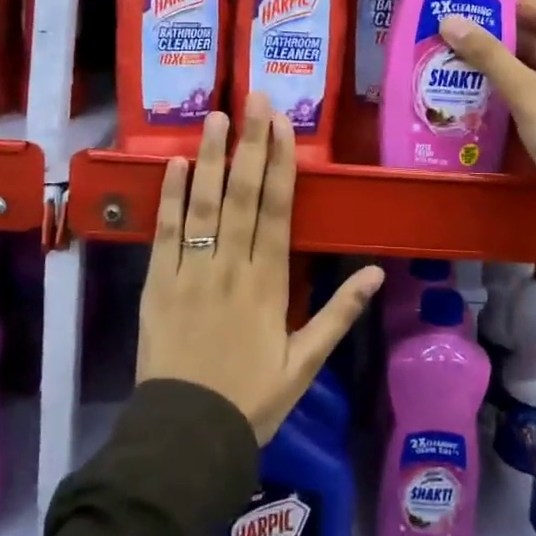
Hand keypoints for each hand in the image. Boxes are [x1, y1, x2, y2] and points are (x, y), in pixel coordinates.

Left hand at [136, 92, 383, 443]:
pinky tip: (175, 165)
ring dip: (212, 158)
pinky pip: (165, 235)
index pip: (278, 211)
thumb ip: (339, 314)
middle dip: (251, 144)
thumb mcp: (305, 363)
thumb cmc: (252, 399)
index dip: (281, 164)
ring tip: (217, 116)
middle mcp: (231, 268)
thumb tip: (376, 272)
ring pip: (204, 206)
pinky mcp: (158, 285)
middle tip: (255, 99)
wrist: (188, 437)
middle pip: (243, 196)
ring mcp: (191, 273)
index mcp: (269, 284)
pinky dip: (170, 198)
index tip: (283, 125)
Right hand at [441, 0, 535, 243]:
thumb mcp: (529, 94)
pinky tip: (467, 92)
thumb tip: (450, 20)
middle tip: (443, 31)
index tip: (460, 0)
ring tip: (445, 57)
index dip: (501, 3)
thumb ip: (489, 57)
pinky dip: (500, 92)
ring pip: (525, 70)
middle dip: (490, 36)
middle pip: (530, 39)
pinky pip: (526, 96)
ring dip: (492, 66)